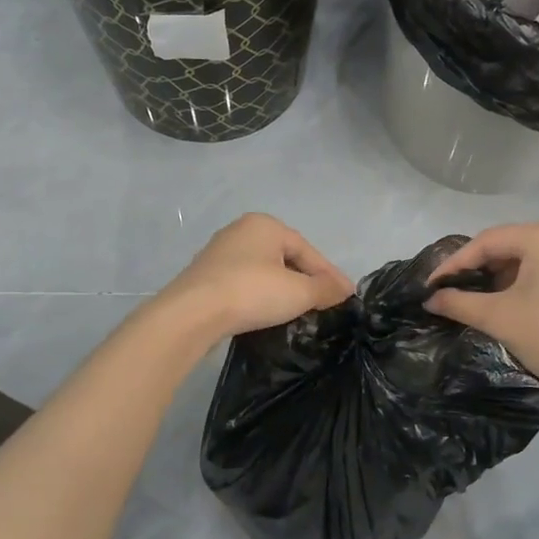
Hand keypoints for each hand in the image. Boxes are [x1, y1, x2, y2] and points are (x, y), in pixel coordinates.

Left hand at [160, 214, 355, 342]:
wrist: (192, 314)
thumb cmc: (251, 292)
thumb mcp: (298, 292)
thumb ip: (325, 288)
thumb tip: (345, 289)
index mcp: (265, 224)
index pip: (308, 250)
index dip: (329, 275)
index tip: (346, 296)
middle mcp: (241, 231)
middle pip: (286, 258)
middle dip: (307, 280)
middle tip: (325, 304)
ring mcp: (220, 253)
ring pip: (264, 271)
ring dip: (283, 289)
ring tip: (300, 311)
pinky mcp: (206, 277)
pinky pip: (244, 284)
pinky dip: (261, 296)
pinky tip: (268, 313)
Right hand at [426, 221, 538, 402]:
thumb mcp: (499, 318)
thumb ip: (459, 303)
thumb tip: (431, 299)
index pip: (488, 241)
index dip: (455, 263)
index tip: (432, 284)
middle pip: (511, 245)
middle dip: (480, 269)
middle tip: (454, 291)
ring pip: (531, 257)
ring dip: (503, 276)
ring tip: (480, 299)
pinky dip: (528, 281)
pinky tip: (513, 301)